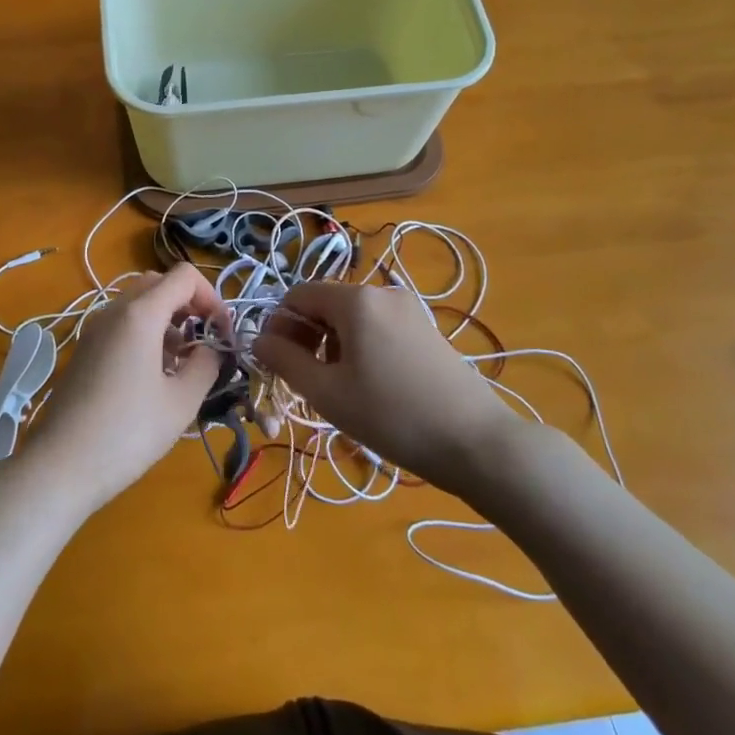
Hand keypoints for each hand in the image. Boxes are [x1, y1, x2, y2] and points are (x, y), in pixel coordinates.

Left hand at [19, 263, 226, 513]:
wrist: (61, 465)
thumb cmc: (128, 432)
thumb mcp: (181, 402)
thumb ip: (206, 365)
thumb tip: (212, 349)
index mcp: (140, 314)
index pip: (184, 276)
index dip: (211, 297)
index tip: (222, 333)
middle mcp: (114, 310)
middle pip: (159, 283)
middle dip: (188, 304)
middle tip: (204, 341)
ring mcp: (95, 328)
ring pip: (138, 303)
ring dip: (166, 319)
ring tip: (181, 362)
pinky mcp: (85, 349)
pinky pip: (121, 323)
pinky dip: (145, 333)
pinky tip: (153, 374)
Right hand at [253, 282, 523, 489]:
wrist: (476, 441)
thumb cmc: (392, 416)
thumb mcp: (327, 393)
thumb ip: (285, 361)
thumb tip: (258, 340)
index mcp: (355, 300)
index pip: (297, 295)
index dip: (279, 326)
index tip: (277, 364)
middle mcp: (382, 293)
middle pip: (325, 304)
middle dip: (305, 337)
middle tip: (305, 381)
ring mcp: (409, 309)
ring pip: (352, 318)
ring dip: (332, 345)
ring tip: (338, 389)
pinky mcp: (426, 329)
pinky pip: (378, 327)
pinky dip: (360, 348)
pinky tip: (370, 385)